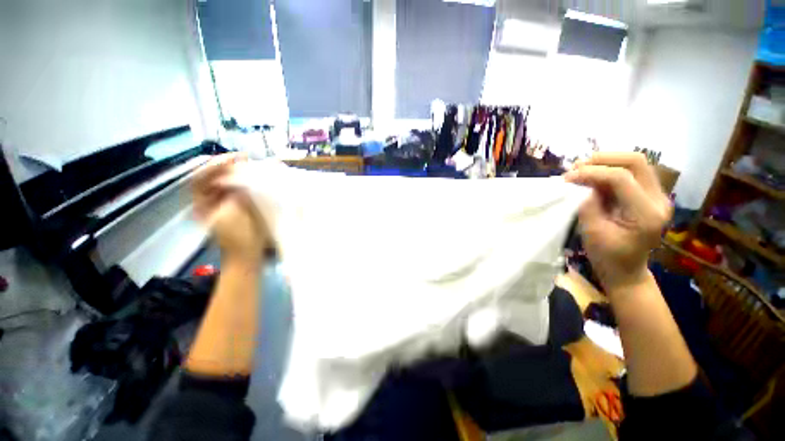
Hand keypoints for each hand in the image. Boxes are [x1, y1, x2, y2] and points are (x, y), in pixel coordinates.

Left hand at [192, 154, 267, 263]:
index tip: (233, 157)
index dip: (214, 165)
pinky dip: (244, 179)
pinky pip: (236, 186)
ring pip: (224, 180)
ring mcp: (220, 202)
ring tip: (250, 163)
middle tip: (245, 157)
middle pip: (212, 176)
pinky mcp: (233, 204)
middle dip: (227, 165)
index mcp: (202, 203)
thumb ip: (236, 192)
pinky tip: (254, 174)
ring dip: (236, 170)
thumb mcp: (236, 212)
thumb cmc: (240, 236)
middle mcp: (207, 200)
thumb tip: (240, 174)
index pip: (200, 177)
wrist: (248, 253)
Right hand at [564, 153, 671, 292]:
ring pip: (634, 163)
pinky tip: (591, 176)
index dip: (592, 173)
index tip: (567, 177)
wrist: (626, 270)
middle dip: (603, 159)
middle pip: (636, 161)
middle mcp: (658, 199)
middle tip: (577, 167)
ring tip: (581, 169)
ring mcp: (656, 195)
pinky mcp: (648, 195)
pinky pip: (630, 172)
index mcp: (647, 214)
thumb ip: (589, 205)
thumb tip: (582, 184)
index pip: (621, 178)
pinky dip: (608, 170)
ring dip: (605, 162)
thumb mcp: (592, 232)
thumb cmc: (608, 257)